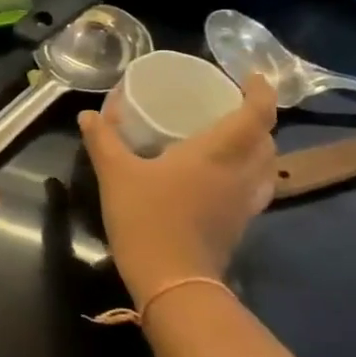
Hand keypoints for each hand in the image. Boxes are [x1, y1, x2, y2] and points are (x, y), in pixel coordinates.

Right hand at [79, 74, 278, 306]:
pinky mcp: (240, 223)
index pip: (257, 114)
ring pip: (266, 166)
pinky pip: (255, 187)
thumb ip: (103, 140)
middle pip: (267, 139)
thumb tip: (88, 114)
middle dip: (257, 119)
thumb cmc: (146, 217)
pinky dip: (247, 172)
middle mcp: (241, 173)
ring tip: (229, 139)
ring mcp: (245, 202)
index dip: (260, 91)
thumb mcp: (115, 173)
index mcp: (218, 153)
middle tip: (229, 107)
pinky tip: (219, 177)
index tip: (250, 76)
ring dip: (256, 147)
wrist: (171, 280)